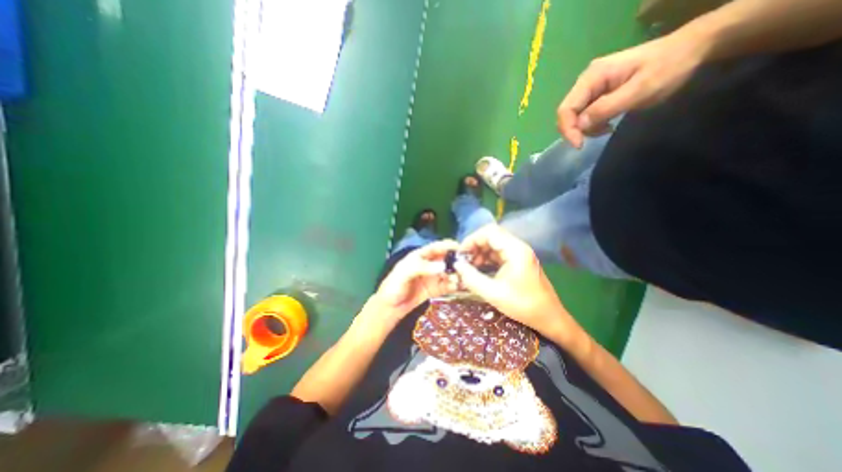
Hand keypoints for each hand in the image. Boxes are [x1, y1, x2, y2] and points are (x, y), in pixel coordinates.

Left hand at [376, 242, 460, 318]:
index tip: (461, 248)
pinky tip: (460, 286)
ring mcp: (433, 277)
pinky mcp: (435, 289)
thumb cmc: (393, 286)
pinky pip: (447, 285)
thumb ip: (422, 267)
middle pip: (445, 259)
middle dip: (456, 260)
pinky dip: (455, 285)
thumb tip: (442, 266)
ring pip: (449, 272)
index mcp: (419, 256)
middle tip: (468, 265)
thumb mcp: (404, 274)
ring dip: (457, 274)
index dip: (448, 246)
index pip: (436, 247)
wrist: (390, 307)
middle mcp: (428, 264)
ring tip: (466, 277)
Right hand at [454, 226, 587, 346]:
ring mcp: (519, 253)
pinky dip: (487, 259)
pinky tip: (479, 269)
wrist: (549, 318)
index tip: (461, 253)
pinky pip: (499, 253)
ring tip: (469, 267)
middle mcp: (518, 247)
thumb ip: (471, 278)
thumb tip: (456, 265)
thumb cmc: (523, 306)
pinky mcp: (518, 261)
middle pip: (491, 236)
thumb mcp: (493, 293)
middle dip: (474, 246)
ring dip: (480, 253)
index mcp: (515, 250)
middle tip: (463, 261)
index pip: (489, 232)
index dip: (472, 239)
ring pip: (494, 244)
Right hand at [557, 30, 709, 146]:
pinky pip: (585, 115)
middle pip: (568, 113)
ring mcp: (591, 87)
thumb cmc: (669, 67)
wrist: (690, 49)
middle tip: (598, 136)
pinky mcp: (598, 94)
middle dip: (576, 130)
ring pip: (575, 116)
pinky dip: (593, 124)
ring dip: (587, 128)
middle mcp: (586, 81)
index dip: (568, 129)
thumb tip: (579, 126)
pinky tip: (608, 124)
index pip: (566, 108)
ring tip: (608, 128)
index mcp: (592, 77)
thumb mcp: (640, 89)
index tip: (579, 146)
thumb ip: (606, 107)